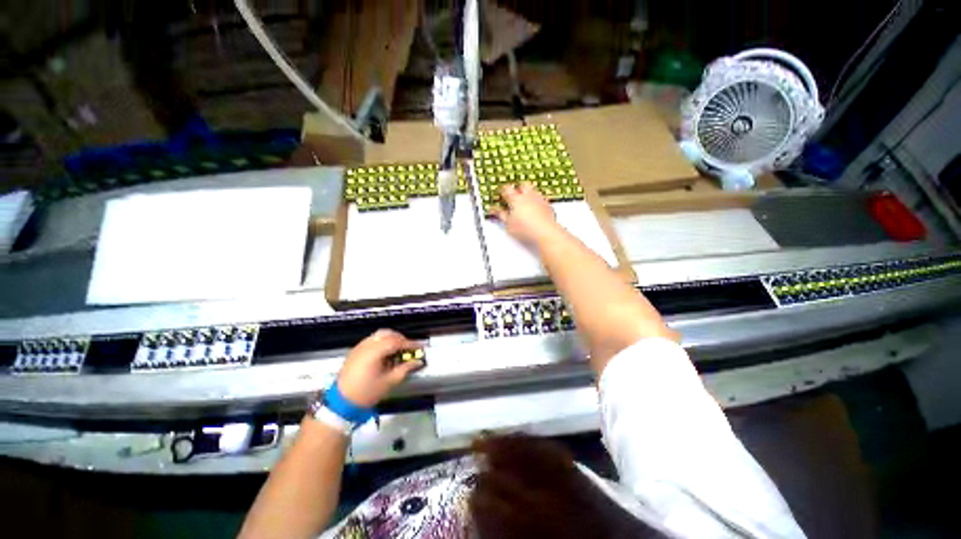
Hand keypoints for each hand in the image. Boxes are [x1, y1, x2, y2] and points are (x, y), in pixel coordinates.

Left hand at [336, 330, 423, 407]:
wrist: (344, 399)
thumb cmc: (368, 392)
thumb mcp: (389, 382)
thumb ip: (404, 369)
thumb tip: (417, 362)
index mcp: (374, 351)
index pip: (395, 341)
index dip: (409, 343)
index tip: (420, 348)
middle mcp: (366, 345)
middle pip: (386, 333)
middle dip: (400, 339)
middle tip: (410, 349)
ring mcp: (359, 347)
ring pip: (377, 336)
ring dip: (390, 340)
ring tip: (399, 352)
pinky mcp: (355, 352)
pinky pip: (370, 341)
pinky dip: (381, 344)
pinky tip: (386, 356)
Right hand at [493, 182, 559, 245]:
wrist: (545, 232)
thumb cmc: (527, 229)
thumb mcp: (508, 224)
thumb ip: (501, 214)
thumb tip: (495, 210)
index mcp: (516, 199)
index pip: (506, 189)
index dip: (502, 190)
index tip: (500, 194)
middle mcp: (528, 196)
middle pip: (522, 185)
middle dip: (518, 188)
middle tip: (514, 195)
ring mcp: (539, 199)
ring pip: (533, 190)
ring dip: (529, 193)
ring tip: (525, 201)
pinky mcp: (548, 205)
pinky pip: (542, 198)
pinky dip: (537, 201)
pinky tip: (536, 208)